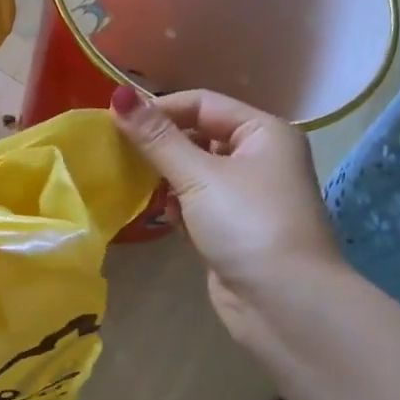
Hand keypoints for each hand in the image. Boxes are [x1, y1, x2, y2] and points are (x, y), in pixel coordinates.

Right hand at [110, 86, 347, 348]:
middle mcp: (259, 158)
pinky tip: (165, 218)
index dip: (159, 109)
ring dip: (167, 179)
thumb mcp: (198, 175)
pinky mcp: (232, 229)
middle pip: (198, 137)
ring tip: (137, 186)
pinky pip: (196, 204)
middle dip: (161, 146)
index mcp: (263, 132)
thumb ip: (156, 138)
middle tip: (118, 155)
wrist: (283, 303)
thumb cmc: (247, 224)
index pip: (202, 103)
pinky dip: (178, 207)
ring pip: (194, 173)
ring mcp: (246, 197)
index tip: (115, 122)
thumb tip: (117, 96)